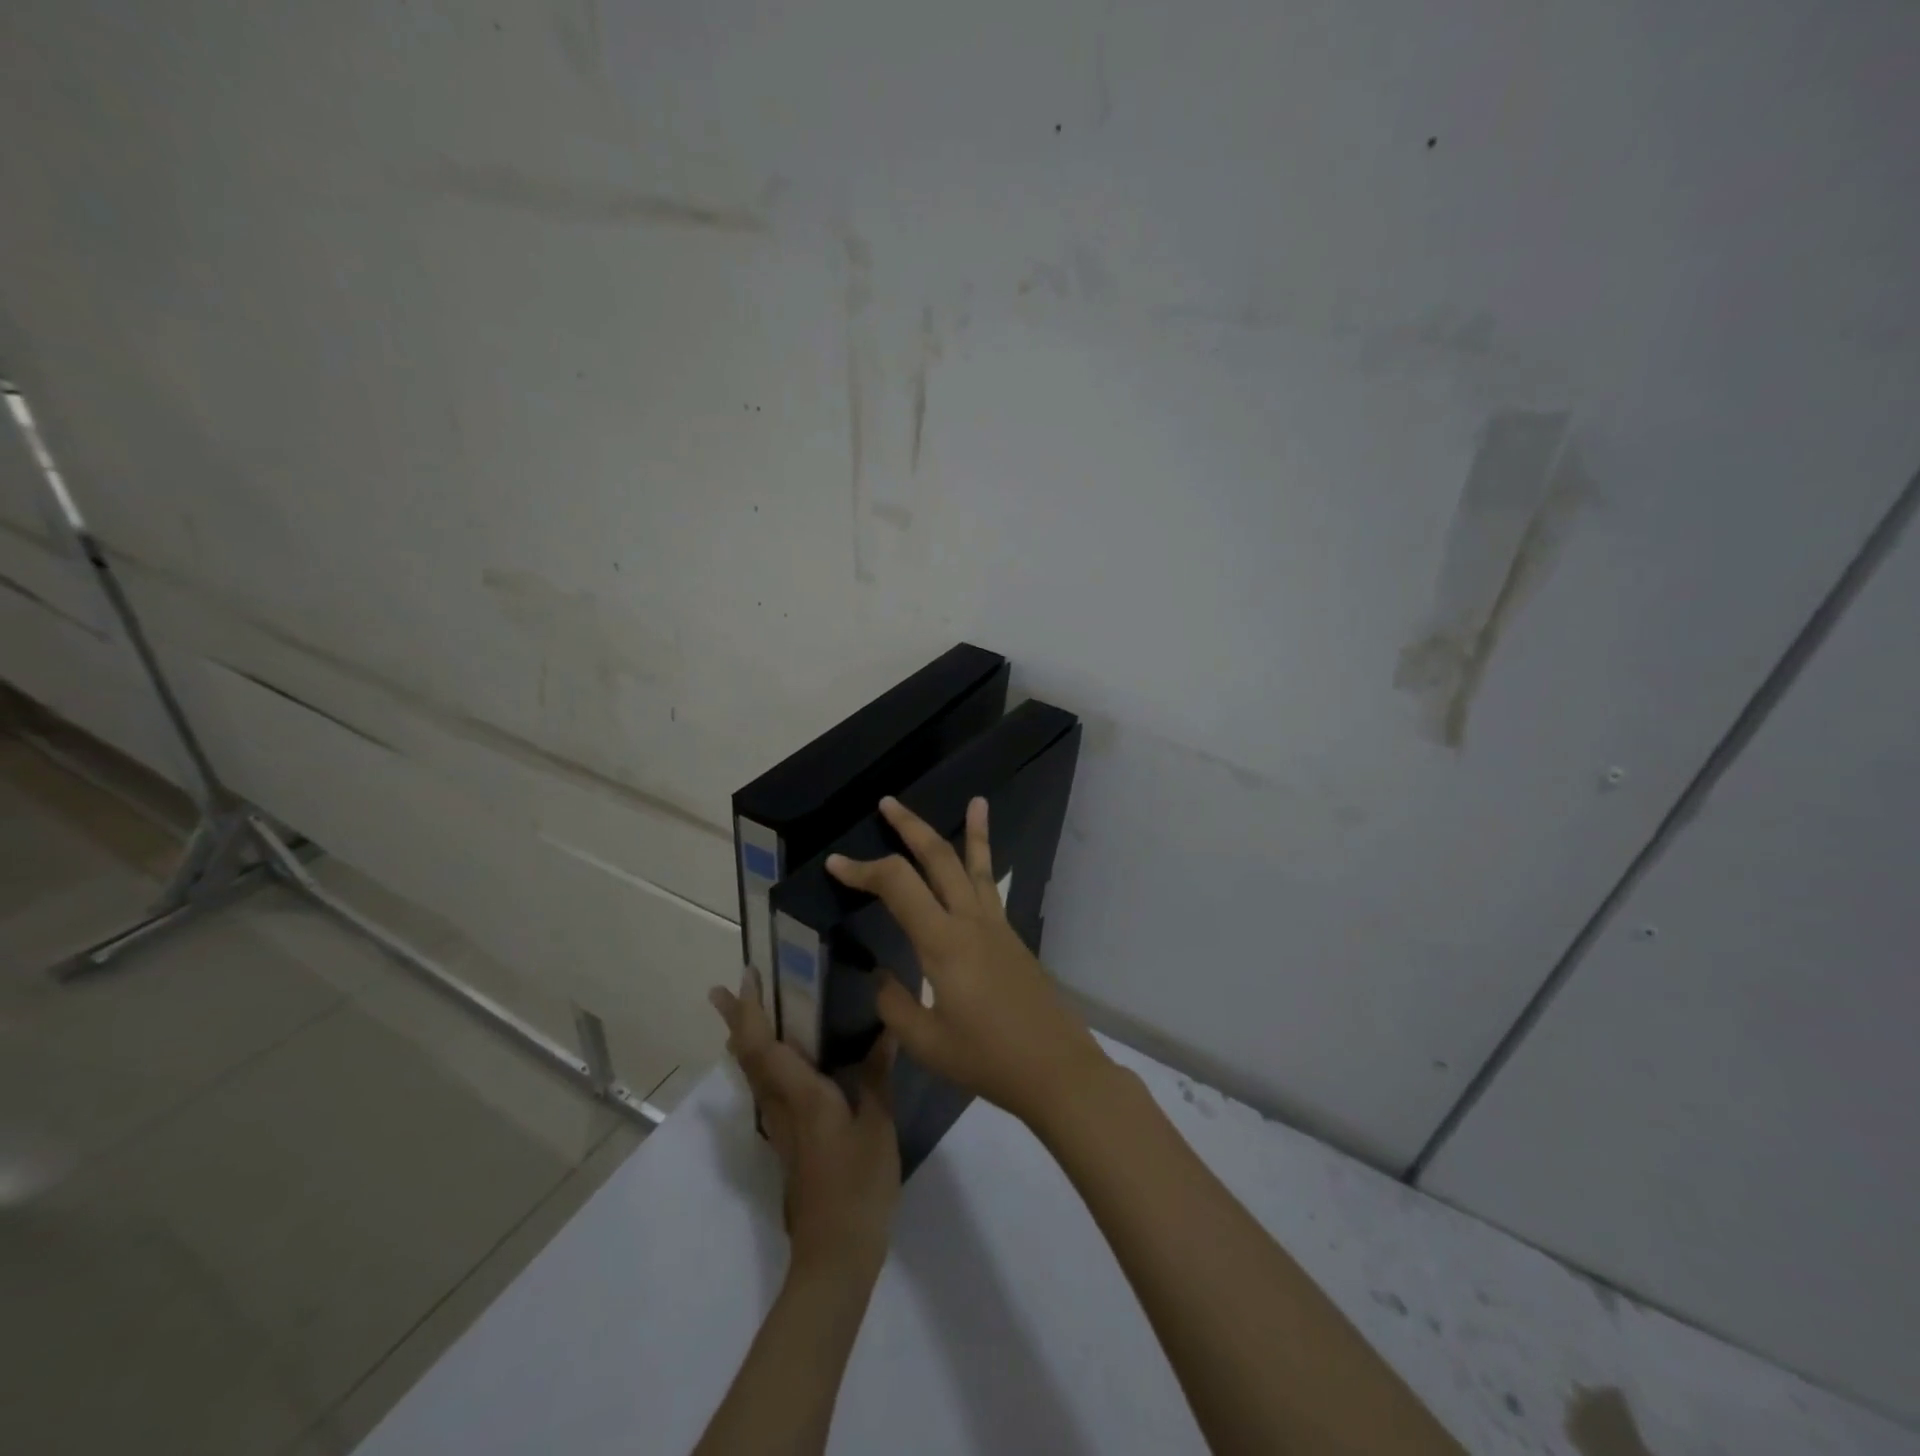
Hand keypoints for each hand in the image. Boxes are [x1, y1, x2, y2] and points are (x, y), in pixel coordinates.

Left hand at [710, 977, 899, 1278]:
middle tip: (720, 990)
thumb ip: (877, 1077)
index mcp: (801, 1097)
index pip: (765, 1045)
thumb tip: (887, 1030)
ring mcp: (781, 1130)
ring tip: (741, 1017)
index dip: (752, 1010)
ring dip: (744, 1042)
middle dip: (734, 1021)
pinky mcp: (788, 1146)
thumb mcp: (878, 1127)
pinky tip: (778, 1067)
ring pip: (753, 1076)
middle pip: (748, 1057)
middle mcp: (781, 1108)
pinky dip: (762, 1067)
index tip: (747, 977)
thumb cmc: (859, 1187)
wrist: (835, 1257)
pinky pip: (767, 1093)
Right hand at [826, 796, 1110, 1129]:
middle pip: (938, 858)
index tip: (835, 864)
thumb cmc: (987, 1059)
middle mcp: (970, 921)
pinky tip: (984, 860)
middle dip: (910, 827)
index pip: (897, 886)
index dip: (863, 870)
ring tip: (974, 799)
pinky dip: (988, 863)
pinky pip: (993, 888)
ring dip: (968, 831)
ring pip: (977, 864)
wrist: (1056, 1069)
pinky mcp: (1011, 937)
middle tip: (887, 803)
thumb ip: (894, 1005)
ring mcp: (996, 926)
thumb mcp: (926, 1042)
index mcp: (943, 942)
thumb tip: (882, 976)